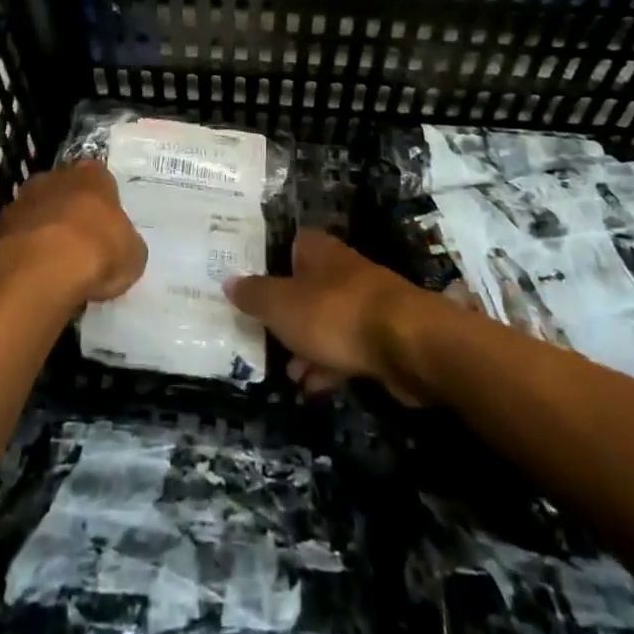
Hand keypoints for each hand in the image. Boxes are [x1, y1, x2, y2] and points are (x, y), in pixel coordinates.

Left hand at [0, 160, 146, 305]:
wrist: (38, 272)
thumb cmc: (96, 252)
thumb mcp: (133, 255)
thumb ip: (127, 244)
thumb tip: (122, 249)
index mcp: (92, 174)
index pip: (101, 179)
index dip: (104, 204)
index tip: (107, 228)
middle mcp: (54, 177)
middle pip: (66, 191)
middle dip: (71, 212)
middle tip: (82, 245)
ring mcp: (21, 201)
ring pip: (38, 213)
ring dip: (45, 232)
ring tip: (56, 267)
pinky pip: (18, 239)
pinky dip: (25, 254)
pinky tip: (35, 278)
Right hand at [226, 229, 437, 403]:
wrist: (406, 342)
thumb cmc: (334, 313)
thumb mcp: (281, 304)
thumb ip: (254, 294)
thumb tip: (227, 281)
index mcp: (317, 250)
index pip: (291, 245)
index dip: (272, 264)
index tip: (253, 288)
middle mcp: (342, 268)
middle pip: (307, 286)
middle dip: (288, 313)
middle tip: (265, 336)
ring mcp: (365, 301)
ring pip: (327, 320)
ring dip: (308, 345)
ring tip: (289, 374)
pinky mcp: (382, 335)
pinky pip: (347, 347)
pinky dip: (330, 365)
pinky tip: (314, 389)